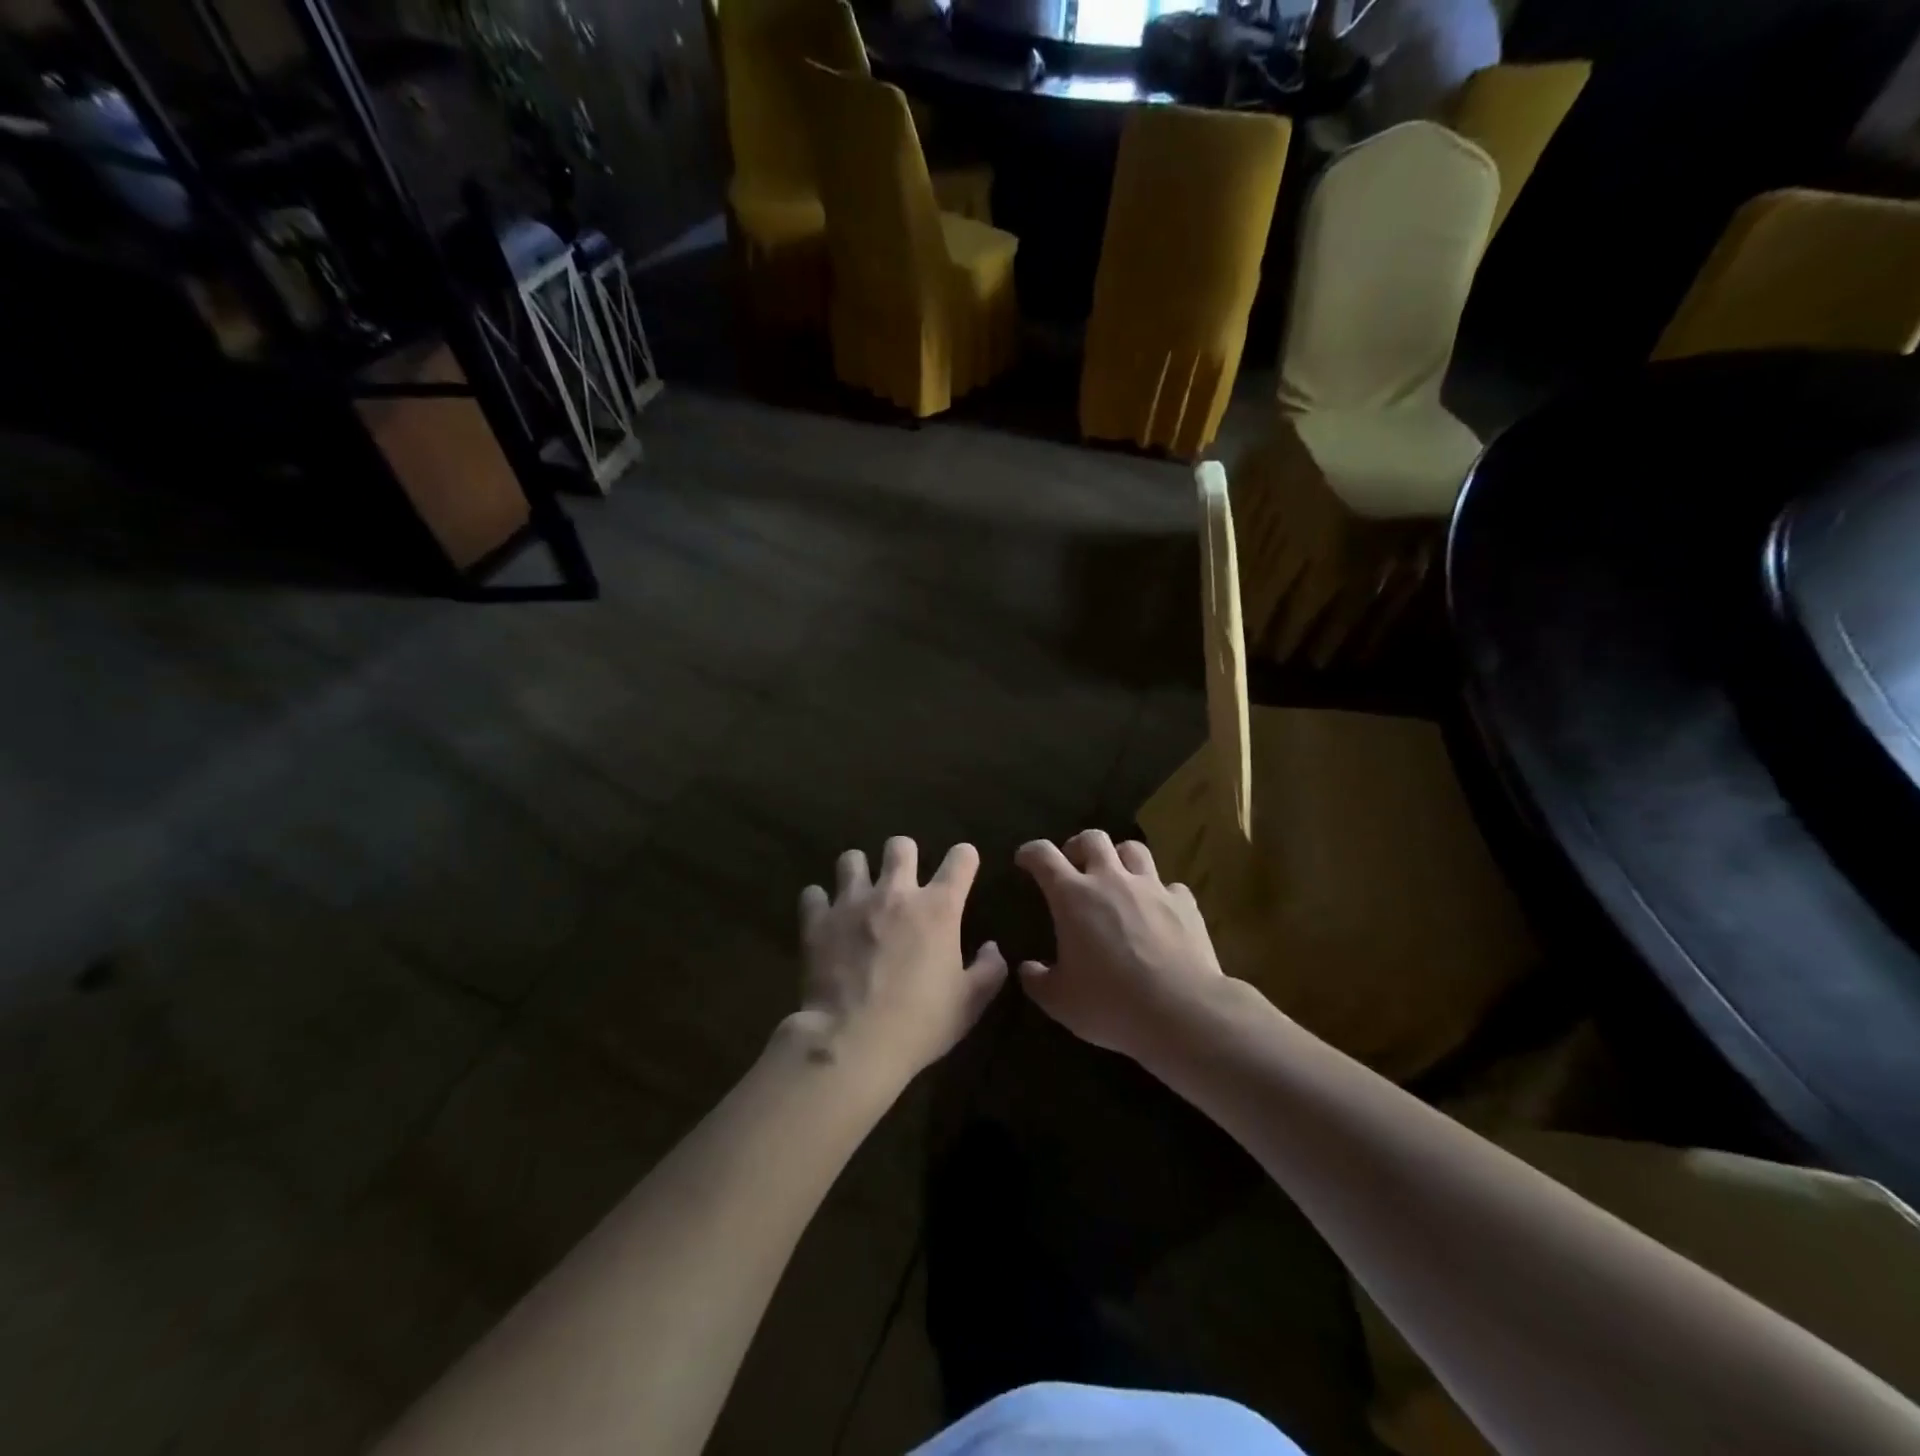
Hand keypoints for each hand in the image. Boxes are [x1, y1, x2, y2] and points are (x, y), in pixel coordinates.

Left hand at [795, 837, 1006, 1084]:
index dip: (965, 858)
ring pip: (852, 859)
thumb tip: (991, 948)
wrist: (852, 1043)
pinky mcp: (818, 921)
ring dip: (859, 872)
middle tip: (903, 881)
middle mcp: (895, 892)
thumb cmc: (919, 1023)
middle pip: (900, 846)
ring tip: (860, 893)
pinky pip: (813, 894)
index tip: (963, 868)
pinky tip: (824, 917)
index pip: (961, 858)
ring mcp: (852, 903)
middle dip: (905, 856)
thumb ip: (988, 970)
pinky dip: (820, 903)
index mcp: (938, 908)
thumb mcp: (969, 1003)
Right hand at [1014, 830, 1224, 1063]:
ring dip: (1120, 857)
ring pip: (1133, 849)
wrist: (1183, 1012)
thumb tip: (1027, 969)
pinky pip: (1169, 885)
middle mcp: (1111, 880)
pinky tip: (1158, 911)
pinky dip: (1159, 893)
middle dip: (1078, 846)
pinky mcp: (1184, 903)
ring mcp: (1151, 887)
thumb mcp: (1060, 1001)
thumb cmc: (1111, 1003)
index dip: (1031, 852)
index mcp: (1073, 897)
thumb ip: (1037, 981)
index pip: (1044, 856)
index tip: (1025, 860)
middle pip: (1092, 839)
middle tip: (1073, 865)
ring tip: (1116, 876)